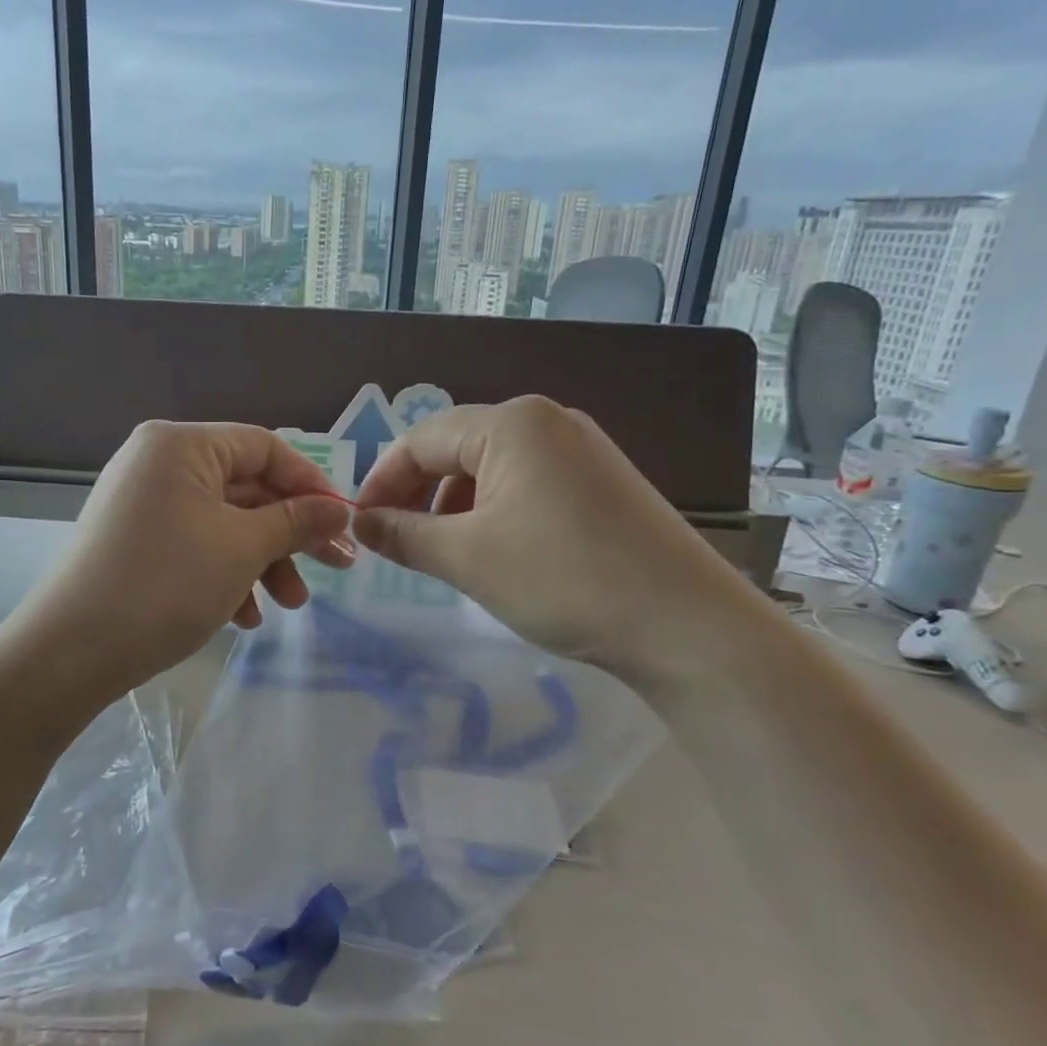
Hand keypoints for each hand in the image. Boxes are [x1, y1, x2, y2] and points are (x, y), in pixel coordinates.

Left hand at [8, 421, 353, 700]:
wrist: (72, 651)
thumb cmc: (167, 583)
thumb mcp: (243, 548)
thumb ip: (297, 521)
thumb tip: (340, 510)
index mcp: (181, 445)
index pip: (264, 447)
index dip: (310, 484)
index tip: (343, 523)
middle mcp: (158, 462)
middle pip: (245, 488)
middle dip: (290, 534)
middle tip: (334, 568)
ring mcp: (143, 502)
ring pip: (223, 522)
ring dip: (262, 561)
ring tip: (288, 606)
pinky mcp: (135, 540)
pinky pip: (194, 543)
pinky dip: (225, 573)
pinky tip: (243, 616)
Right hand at [352, 396, 763, 692]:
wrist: (686, 625)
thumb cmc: (563, 578)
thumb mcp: (467, 557)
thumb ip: (403, 535)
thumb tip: (360, 523)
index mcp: (511, 423)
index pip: (421, 439)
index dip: (382, 481)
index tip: (360, 526)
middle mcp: (547, 420)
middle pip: (457, 448)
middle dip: (419, 494)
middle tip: (397, 542)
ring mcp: (582, 449)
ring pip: (492, 468)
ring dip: (455, 506)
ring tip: (446, 553)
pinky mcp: (603, 481)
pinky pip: (528, 483)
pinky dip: (496, 512)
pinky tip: (497, 551)